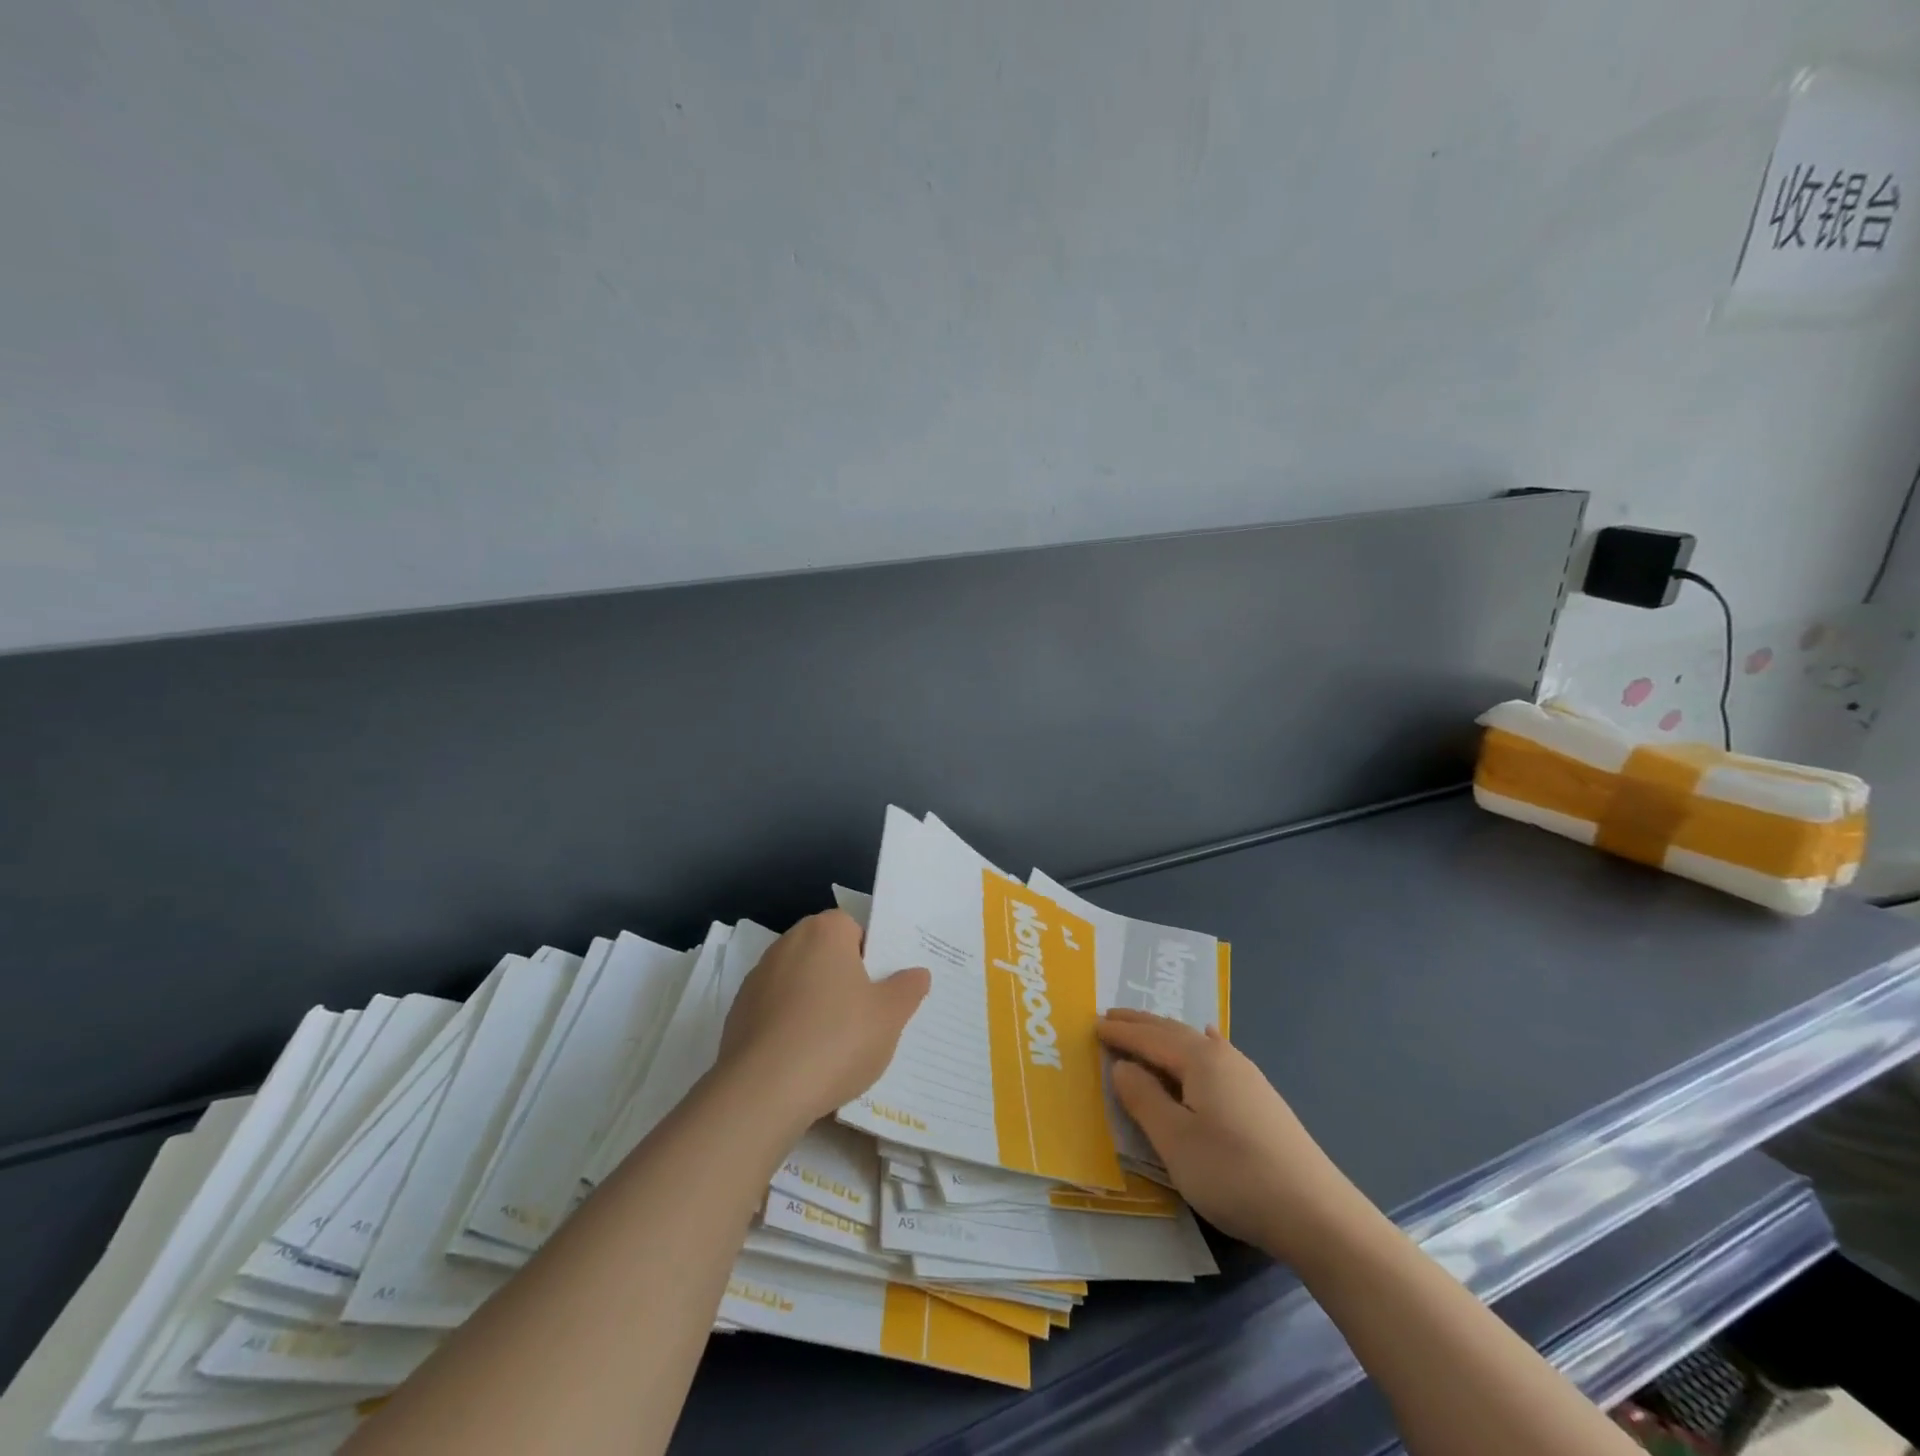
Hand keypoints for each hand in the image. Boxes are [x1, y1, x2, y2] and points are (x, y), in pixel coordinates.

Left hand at [718, 910, 929, 1128]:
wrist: (762, 1092)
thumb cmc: (836, 1039)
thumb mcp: (889, 1016)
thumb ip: (907, 989)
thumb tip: (917, 973)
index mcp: (824, 931)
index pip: (854, 929)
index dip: (871, 957)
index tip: (881, 991)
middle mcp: (787, 944)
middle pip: (825, 956)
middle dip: (844, 981)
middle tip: (866, 1018)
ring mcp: (757, 979)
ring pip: (799, 985)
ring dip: (816, 1005)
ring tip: (835, 1048)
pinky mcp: (738, 1014)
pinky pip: (776, 1013)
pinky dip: (790, 1028)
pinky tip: (803, 1063)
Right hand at [1096, 1010, 1360, 1259]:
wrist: (1317, 1215)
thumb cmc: (1234, 1174)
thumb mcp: (1175, 1141)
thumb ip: (1143, 1099)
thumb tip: (1123, 1066)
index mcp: (1200, 1060)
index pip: (1150, 1037)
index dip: (1120, 1032)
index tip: (1092, 1024)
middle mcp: (1224, 1057)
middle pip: (1173, 1032)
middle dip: (1141, 1024)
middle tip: (1111, 1016)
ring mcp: (1247, 1077)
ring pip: (1195, 1044)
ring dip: (1165, 1035)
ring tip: (1144, 1030)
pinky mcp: (1260, 1100)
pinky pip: (1216, 1056)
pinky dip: (1198, 1045)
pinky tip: (1209, 1039)